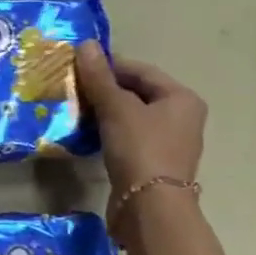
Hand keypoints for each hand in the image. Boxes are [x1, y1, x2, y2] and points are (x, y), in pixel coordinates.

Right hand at [75, 43, 206, 238]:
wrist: (150, 209)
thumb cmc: (140, 149)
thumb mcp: (116, 108)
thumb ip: (99, 77)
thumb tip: (86, 44)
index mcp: (181, 98)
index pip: (141, 71)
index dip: (109, 66)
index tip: (78, 68)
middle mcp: (182, 118)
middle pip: (137, 94)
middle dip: (105, 91)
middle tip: (74, 90)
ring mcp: (169, 145)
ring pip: (132, 118)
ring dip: (105, 114)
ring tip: (76, 112)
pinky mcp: (153, 167)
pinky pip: (129, 140)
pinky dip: (109, 135)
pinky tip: (88, 136)